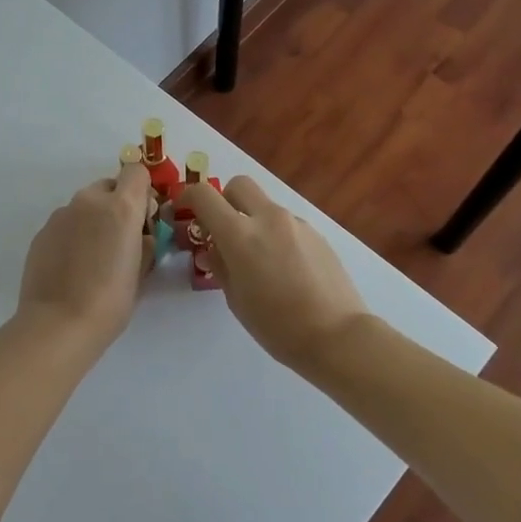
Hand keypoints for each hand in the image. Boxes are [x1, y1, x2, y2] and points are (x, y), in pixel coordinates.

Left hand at [17, 163, 151, 350]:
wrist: (58, 323)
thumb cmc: (110, 300)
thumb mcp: (141, 273)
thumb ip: (145, 244)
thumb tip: (142, 237)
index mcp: (120, 207)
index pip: (136, 172)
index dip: (142, 191)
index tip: (144, 219)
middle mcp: (89, 202)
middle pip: (109, 187)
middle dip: (117, 206)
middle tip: (120, 241)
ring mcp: (61, 215)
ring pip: (85, 206)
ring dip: (93, 221)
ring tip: (93, 259)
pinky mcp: (41, 232)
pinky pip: (65, 224)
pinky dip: (73, 236)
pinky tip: (72, 268)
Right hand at [188, 176, 369, 370]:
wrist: (337, 336)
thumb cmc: (277, 325)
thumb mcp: (236, 299)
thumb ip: (221, 266)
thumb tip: (214, 249)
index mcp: (240, 235)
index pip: (204, 195)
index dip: (188, 197)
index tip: (183, 211)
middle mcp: (268, 218)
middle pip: (238, 185)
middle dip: (224, 200)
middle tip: (223, 230)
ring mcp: (296, 223)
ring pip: (264, 206)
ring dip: (252, 220)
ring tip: (258, 260)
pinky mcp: (317, 234)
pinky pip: (286, 223)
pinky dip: (275, 235)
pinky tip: (284, 269)